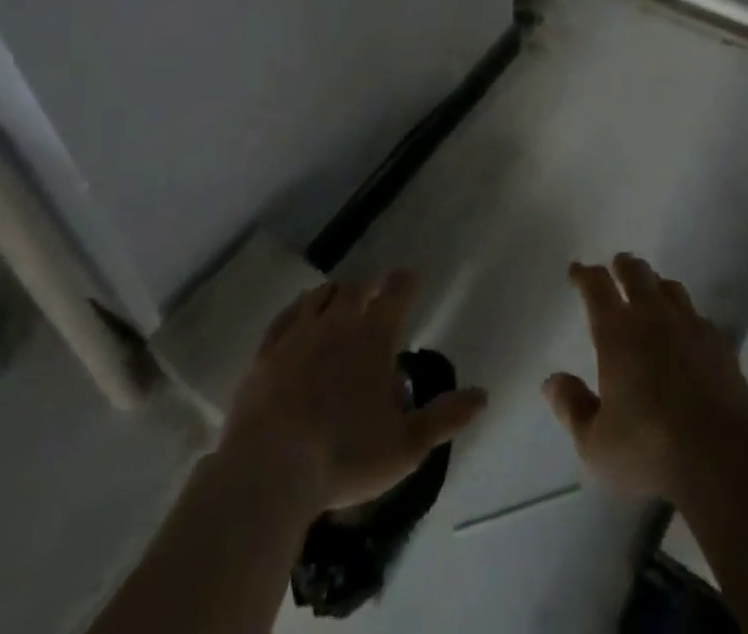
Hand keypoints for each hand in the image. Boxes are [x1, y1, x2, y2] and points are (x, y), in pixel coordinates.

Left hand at [222, 271, 487, 512]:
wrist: (269, 471)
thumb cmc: (345, 456)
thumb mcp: (406, 445)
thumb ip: (445, 417)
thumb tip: (483, 395)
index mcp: (374, 337)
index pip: (396, 292)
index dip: (405, 281)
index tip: (410, 276)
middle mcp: (338, 323)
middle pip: (355, 288)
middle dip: (368, 286)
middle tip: (374, 292)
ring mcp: (298, 335)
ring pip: (319, 297)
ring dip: (333, 294)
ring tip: (337, 298)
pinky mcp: (264, 354)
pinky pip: (284, 318)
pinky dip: (297, 311)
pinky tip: (297, 317)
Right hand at [544, 254, 747, 503]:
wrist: (720, 457)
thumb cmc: (648, 450)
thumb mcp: (595, 443)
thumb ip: (572, 407)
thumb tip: (552, 380)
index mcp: (617, 333)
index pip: (597, 287)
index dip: (585, 275)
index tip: (577, 270)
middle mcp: (653, 317)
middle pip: (637, 274)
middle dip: (624, 266)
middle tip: (618, 264)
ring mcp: (690, 325)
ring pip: (671, 288)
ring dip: (657, 285)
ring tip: (653, 291)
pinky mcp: (720, 342)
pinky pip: (698, 316)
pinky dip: (687, 317)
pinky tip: (688, 332)